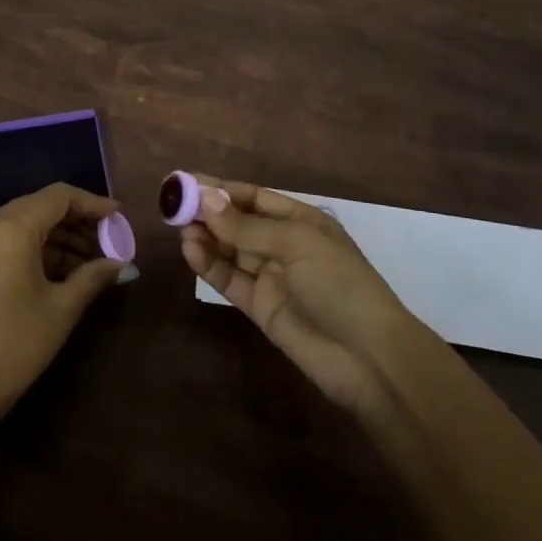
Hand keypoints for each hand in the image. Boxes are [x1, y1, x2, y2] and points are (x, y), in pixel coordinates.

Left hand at [0, 183, 125, 434]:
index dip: (92, 203)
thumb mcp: (61, 309)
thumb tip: (124, 264)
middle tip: (108, 243)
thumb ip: (94, 276)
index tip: (118, 217)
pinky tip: (60, 268)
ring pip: (24, 221)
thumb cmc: (15, 346)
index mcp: (11, 228)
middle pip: (40, 206)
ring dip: (57, 236)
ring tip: (90, 261)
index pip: (59, 197)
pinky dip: (34, 246)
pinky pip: (6, 237)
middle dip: (77, 221)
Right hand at [180, 175, 422, 415]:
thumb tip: (206, 200)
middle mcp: (283, 245)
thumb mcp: (295, 244)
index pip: (254, 198)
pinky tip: (191, 252)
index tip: (187, 182)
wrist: (369, 358)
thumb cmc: (339, 284)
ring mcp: (271, 277)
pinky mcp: (260, 307)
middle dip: (208, 213)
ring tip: (180, 229)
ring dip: (206, 238)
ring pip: (230, 251)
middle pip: (238, 223)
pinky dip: (210, 266)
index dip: (222, 190)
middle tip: (173, 205)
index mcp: (301, 221)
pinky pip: (230, 280)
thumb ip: (247, 227)